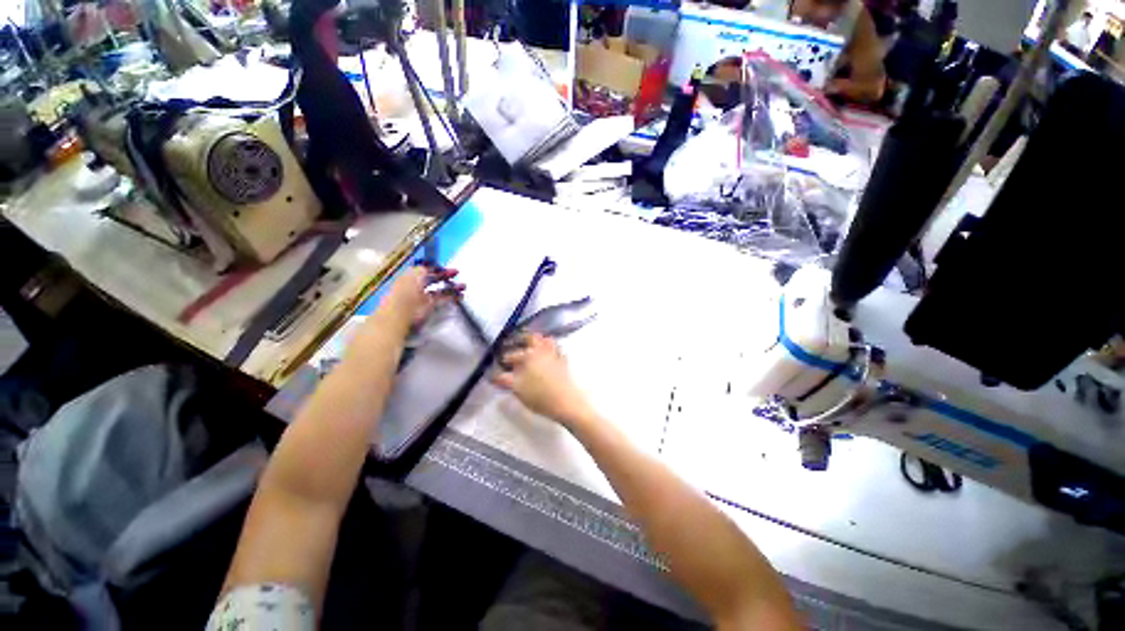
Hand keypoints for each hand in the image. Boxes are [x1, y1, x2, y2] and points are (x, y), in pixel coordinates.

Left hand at [378, 265, 462, 329]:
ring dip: (451, 288)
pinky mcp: (429, 308)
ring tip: (463, 287)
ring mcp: (423, 298)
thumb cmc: (404, 294)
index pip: (424, 270)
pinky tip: (460, 296)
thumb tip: (428, 266)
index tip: (444, 265)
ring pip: (439, 290)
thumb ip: (421, 270)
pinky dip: (451, 297)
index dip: (435, 267)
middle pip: (432, 280)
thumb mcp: (412, 277)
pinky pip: (442, 300)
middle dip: (445, 276)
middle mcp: (416, 287)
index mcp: (409, 278)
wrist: (398, 317)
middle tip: (457, 273)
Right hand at [492, 333, 592, 425]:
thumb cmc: (539, 395)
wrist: (566, 402)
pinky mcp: (563, 361)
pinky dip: (550, 348)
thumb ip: (505, 380)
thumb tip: (494, 376)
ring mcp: (555, 354)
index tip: (502, 362)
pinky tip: (547, 355)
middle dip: (522, 339)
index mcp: (529, 355)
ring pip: (546, 340)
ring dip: (538, 341)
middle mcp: (542, 350)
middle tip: (516, 344)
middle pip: (532, 338)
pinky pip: (556, 348)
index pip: (514, 354)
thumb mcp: (518, 389)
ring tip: (532, 347)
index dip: (506, 358)